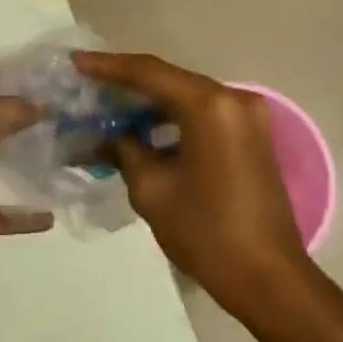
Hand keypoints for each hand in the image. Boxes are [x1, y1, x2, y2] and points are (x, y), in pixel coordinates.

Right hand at [72, 52, 308, 313]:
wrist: (268, 277)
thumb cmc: (206, 232)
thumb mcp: (152, 189)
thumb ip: (125, 150)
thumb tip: (107, 136)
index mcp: (209, 105)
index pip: (149, 73)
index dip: (108, 67)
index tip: (75, 63)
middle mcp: (233, 99)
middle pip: (170, 80)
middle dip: (127, 85)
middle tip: (87, 88)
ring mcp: (247, 117)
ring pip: (187, 97)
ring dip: (149, 105)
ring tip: (107, 111)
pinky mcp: (251, 136)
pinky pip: (204, 115)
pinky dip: (173, 120)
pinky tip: (142, 130)